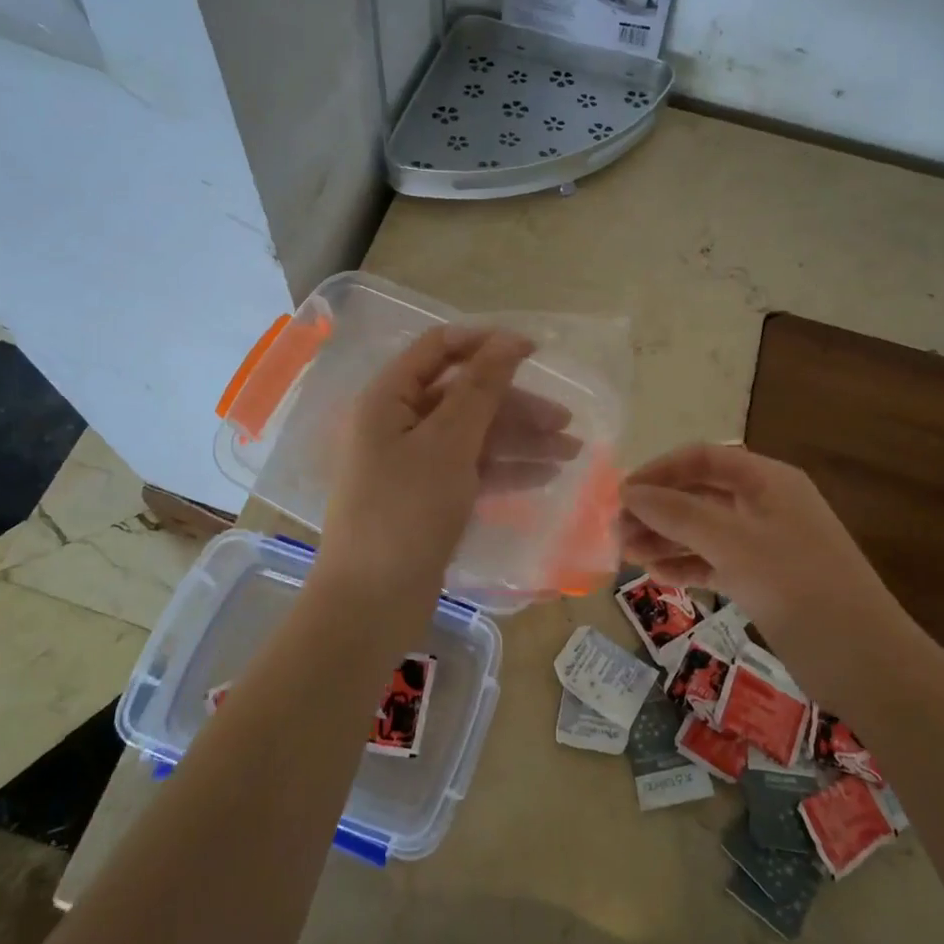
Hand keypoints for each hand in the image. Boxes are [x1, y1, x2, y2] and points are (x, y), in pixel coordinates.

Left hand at [317, 326, 579, 600]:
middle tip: (566, 422)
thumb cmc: (406, 512)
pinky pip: (470, 470)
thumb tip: (508, 340)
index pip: (440, 349)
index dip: (487, 344)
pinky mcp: (427, 498)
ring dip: (520, 441)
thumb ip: (481, 389)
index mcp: (388, 399)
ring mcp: (412, 464)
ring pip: (473, 436)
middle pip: (463, 397)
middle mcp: (398, 424)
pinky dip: (505, 470)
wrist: (372, 603)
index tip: (536, 351)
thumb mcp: (448, 443)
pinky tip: (545, 476)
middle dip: (516, 406)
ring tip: (571, 453)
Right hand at [618, 443, 909, 649]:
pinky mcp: (764, 580)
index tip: (622, 493)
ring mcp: (765, 544)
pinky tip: (657, 575)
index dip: (660, 471)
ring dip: (666, 538)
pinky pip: (715, 562)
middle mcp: (766, 504)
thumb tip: (629, 492)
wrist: (863, 659)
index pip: (703, 459)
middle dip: (658, 510)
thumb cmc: (797, 585)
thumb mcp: (733, 542)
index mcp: (768, 480)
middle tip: (617, 531)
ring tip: (627, 554)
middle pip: (700, 495)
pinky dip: (687, 565)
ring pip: (704, 531)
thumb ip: (678, 514)